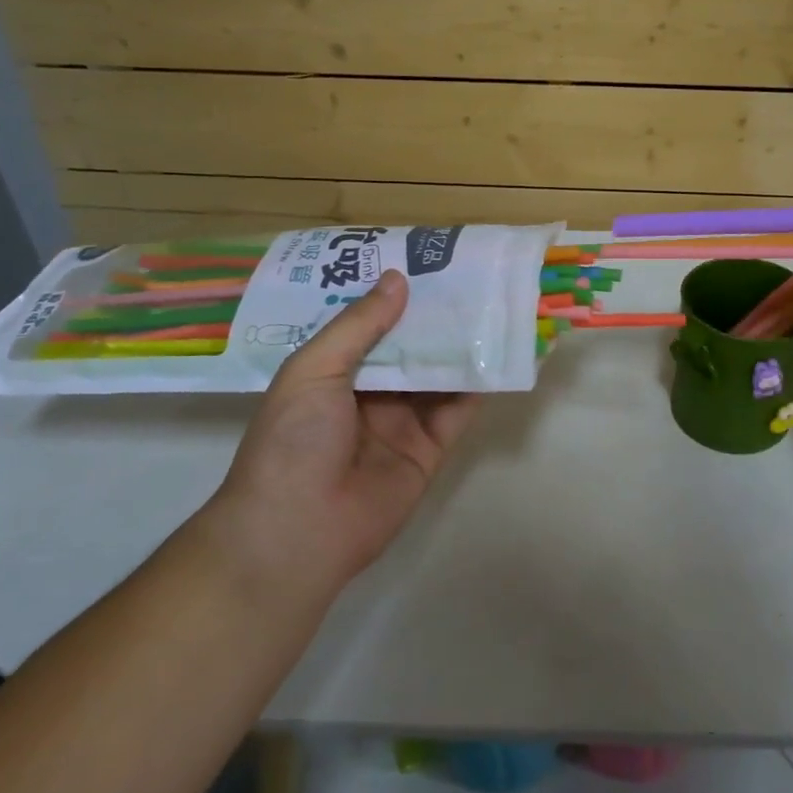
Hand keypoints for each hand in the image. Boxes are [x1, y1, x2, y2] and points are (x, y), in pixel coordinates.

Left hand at [204, 270, 481, 598]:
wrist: (298, 530)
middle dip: (434, 316)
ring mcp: (401, 422)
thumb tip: (398, 279)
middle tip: (469, 275)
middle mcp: (369, 393)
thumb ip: (358, 326)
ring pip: (438, 375)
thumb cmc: (293, 440)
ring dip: (461, 345)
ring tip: (492, 304)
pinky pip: (458, 412)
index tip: (424, 261)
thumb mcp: (313, 370)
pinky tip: (499, 353)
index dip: (393, 295)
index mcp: (332, 371)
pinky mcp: (430, 450)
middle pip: (408, 347)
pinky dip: (478, 386)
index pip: (368, 324)